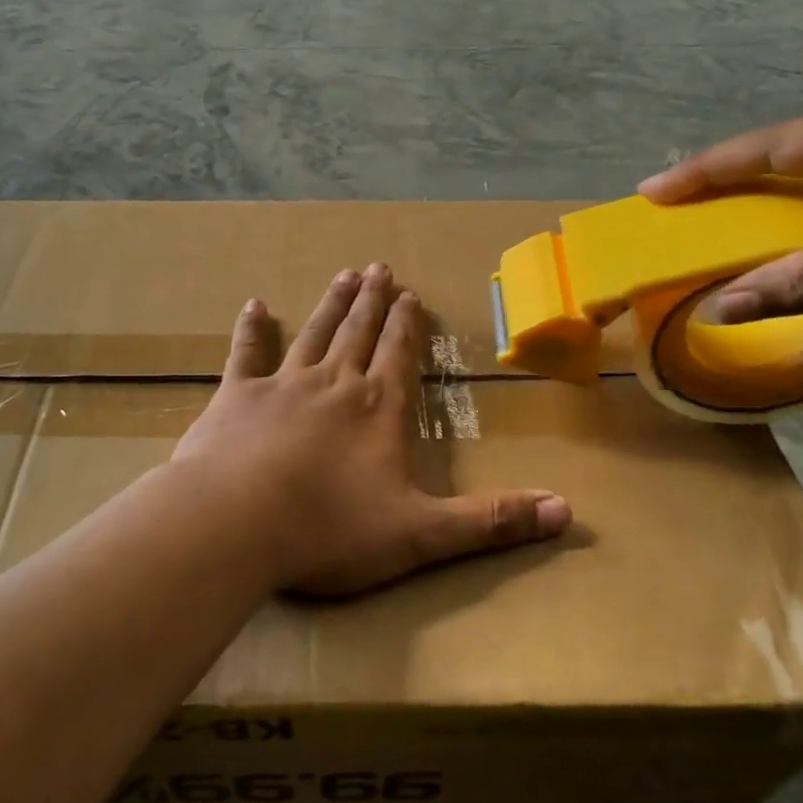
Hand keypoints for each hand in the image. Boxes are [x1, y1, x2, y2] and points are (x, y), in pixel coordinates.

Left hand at [172, 264, 570, 595]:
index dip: (408, 326)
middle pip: (359, 333)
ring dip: (331, 305)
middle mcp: (334, 384)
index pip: (400, 356)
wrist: (234, 525)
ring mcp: (281, 385)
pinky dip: (250, 330)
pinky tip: (253, 305)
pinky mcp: (235, 397)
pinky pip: (245, 353)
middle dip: (372, 302)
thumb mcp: (421, 535)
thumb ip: (491, 522)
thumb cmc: (329, 532)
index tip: (411, 295)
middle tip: (378, 268)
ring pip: (313, 333)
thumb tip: (567, 512)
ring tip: (344, 275)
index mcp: (378, 410)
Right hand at [639, 99, 802, 330]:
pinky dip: (799, 227)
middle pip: (786, 159)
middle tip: (674, 207)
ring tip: (712, 227)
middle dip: (728, 184)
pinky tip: (779, 246)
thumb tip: (720, 308)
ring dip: (763, 208)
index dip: (707, 170)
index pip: (772, 147)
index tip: (651, 191)